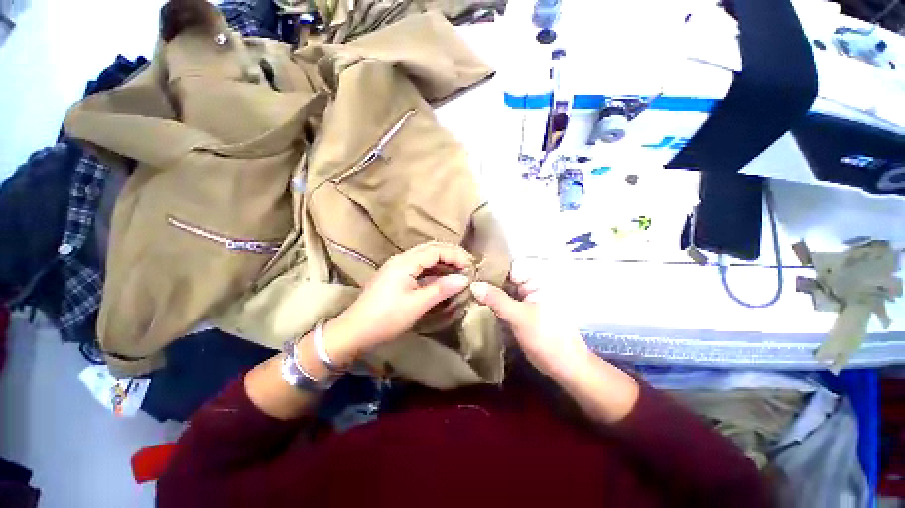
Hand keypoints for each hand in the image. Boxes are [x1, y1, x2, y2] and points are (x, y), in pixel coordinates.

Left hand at [328, 242, 473, 360]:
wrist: (354, 331)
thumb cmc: (386, 318)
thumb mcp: (416, 304)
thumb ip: (441, 289)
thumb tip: (464, 279)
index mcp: (405, 262)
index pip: (436, 250)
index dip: (455, 255)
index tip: (470, 266)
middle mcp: (401, 259)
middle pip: (431, 249)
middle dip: (451, 255)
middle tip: (468, 265)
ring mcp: (397, 267)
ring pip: (425, 257)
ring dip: (443, 262)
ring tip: (459, 271)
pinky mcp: (396, 276)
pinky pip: (419, 267)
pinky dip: (434, 270)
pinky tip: (443, 278)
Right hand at [470, 260, 590, 378]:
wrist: (564, 367)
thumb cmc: (546, 338)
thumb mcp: (520, 317)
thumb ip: (496, 299)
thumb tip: (473, 285)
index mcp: (536, 281)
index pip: (510, 266)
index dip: (491, 267)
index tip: (470, 270)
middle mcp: (530, 287)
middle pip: (505, 279)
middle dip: (486, 281)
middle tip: (464, 282)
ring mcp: (525, 300)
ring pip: (502, 292)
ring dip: (488, 294)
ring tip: (466, 292)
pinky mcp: (520, 312)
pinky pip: (503, 303)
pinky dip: (492, 305)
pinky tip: (476, 305)